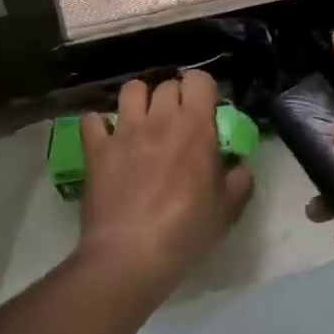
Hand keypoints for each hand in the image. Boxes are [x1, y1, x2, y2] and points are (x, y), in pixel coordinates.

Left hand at [76, 71, 252, 302]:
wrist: (131, 254)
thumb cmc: (187, 229)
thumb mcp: (227, 209)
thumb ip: (239, 181)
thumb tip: (240, 166)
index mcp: (194, 126)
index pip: (199, 80)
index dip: (203, 90)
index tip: (206, 110)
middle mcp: (159, 118)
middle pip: (166, 85)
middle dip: (174, 96)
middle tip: (178, 121)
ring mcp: (124, 131)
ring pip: (130, 90)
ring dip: (139, 100)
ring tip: (143, 121)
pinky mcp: (96, 149)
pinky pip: (92, 121)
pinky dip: (99, 126)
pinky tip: (107, 139)